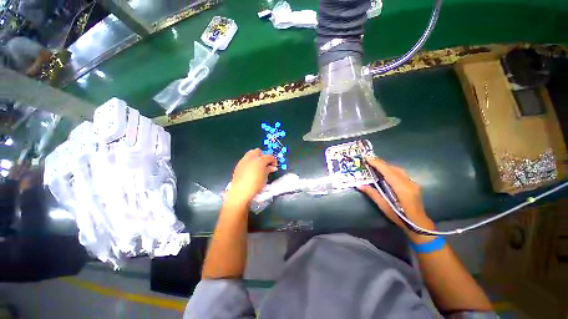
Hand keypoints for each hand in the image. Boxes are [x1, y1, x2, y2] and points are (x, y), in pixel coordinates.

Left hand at [226, 149, 277, 206]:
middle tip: (265, 164)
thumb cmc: (256, 185)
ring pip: (251, 153)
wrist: (241, 191)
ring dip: (255, 157)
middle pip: (258, 151)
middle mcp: (252, 157)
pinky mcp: (238, 164)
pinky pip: (245, 159)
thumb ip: (269, 170)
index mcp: (261, 160)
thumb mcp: (265, 178)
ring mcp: (244, 160)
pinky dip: (249, 162)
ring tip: (257, 166)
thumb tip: (272, 167)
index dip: (274, 161)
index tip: (274, 167)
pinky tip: (250, 170)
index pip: (270, 157)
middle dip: (263, 156)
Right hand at [357, 156, 435, 242]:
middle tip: (369, 160)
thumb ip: (372, 194)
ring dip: (386, 166)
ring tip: (375, 164)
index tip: (367, 157)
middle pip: (393, 168)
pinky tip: (385, 172)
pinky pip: (400, 173)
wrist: (419, 224)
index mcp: (402, 189)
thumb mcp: (384, 207)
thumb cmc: (400, 217)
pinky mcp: (413, 184)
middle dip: (380, 163)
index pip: (388, 172)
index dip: (377, 164)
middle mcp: (409, 183)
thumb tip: (359, 185)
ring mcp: (412, 183)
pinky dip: (391, 170)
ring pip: (398, 170)